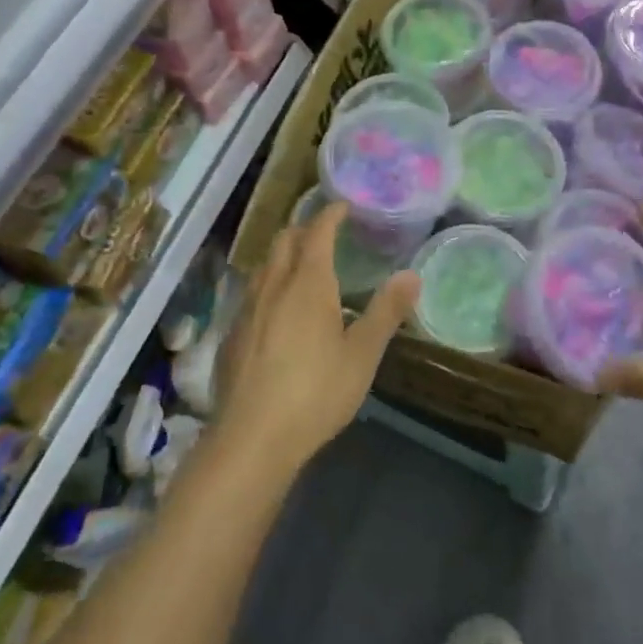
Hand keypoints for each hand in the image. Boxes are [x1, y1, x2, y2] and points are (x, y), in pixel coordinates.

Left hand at [215, 202, 419, 478]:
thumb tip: (412, 275)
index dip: (330, 215)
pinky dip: (268, 286)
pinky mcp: (230, 335)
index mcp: (308, 284)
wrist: (252, 437)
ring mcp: (246, 309)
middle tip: (324, 235)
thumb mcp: (361, 355)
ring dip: (282, 256)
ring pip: (263, 266)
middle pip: (283, 241)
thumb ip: (386, 312)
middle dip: (303, 229)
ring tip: (301, 268)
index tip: (342, 206)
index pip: (317, 233)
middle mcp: (273, 286)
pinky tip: (276, 312)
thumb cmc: (316, 393)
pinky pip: (250, 294)